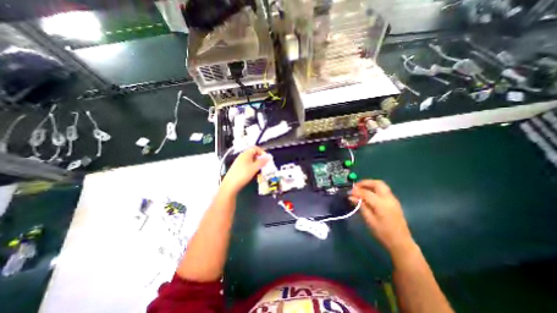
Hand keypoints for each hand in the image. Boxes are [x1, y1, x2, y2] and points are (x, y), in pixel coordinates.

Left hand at [222, 145, 268, 194]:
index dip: (262, 152)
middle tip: (265, 165)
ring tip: (260, 170)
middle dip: (260, 159)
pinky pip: (248, 165)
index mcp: (246, 154)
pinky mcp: (238, 168)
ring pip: (251, 160)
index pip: (255, 148)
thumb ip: (262, 161)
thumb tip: (269, 157)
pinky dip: (252, 168)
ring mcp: (240, 162)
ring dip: (257, 164)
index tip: (267, 158)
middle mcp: (242, 156)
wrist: (230, 185)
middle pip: (253, 154)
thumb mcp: (254, 168)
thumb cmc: (243, 175)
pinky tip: (253, 174)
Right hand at [349, 181, 415, 256]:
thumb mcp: (369, 220)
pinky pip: (383, 190)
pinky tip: (368, 194)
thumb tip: (351, 197)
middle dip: (365, 182)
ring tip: (361, 189)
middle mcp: (388, 198)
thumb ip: (361, 206)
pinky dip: (374, 188)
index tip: (348, 192)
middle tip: (355, 186)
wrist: (401, 242)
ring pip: (381, 185)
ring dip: (370, 184)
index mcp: (381, 204)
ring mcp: (393, 199)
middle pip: (377, 183)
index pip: (366, 193)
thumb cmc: (383, 233)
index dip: (356, 191)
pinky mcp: (394, 202)